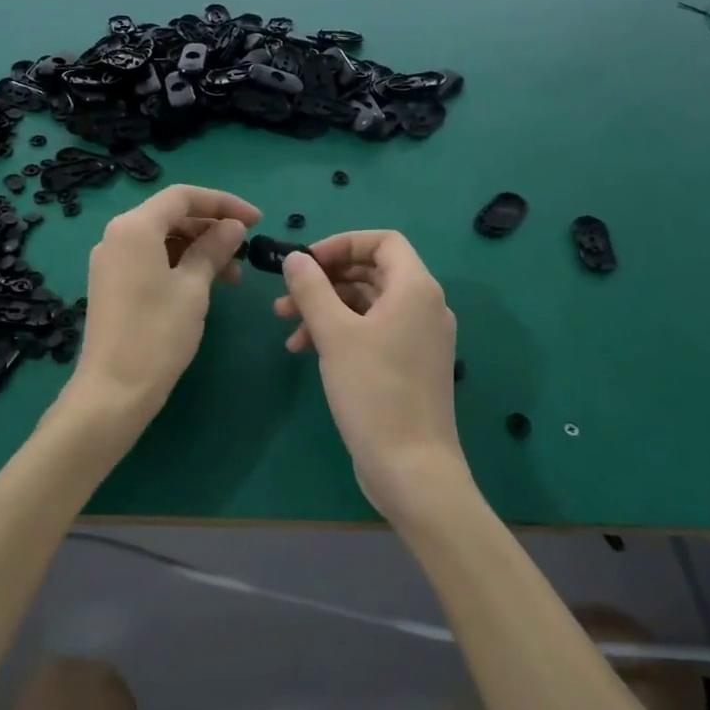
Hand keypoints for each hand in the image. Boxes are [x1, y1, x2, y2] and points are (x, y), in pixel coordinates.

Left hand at [64, 185, 260, 451]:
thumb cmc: (157, 334)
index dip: (223, 203)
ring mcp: (111, 260)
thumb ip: (213, 248)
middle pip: (171, 215)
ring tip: (232, 276)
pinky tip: (204, 285)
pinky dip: (179, 264)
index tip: (257, 221)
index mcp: (134, 227)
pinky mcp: (111, 283)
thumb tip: (233, 226)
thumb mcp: (193, 287)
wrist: (113, 391)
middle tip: (246, 250)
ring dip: (199, 249)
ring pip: (162, 238)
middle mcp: (117, 235)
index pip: (183, 197)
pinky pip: (150, 258)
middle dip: (211, 227)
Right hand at [273, 232, 470, 526]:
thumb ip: (312, 289)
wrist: (411, 469)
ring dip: (326, 307)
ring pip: (367, 303)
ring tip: (285, 325)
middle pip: (371, 271)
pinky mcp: (409, 364)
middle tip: (286, 295)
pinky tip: (305, 350)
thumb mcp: (334, 335)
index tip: (307, 263)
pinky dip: (340, 332)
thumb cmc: (374, 392)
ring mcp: (419, 338)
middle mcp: (423, 306)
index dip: (342, 243)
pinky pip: (372, 331)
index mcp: (415, 289)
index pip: (383, 241)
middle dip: (325, 279)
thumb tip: (295, 258)